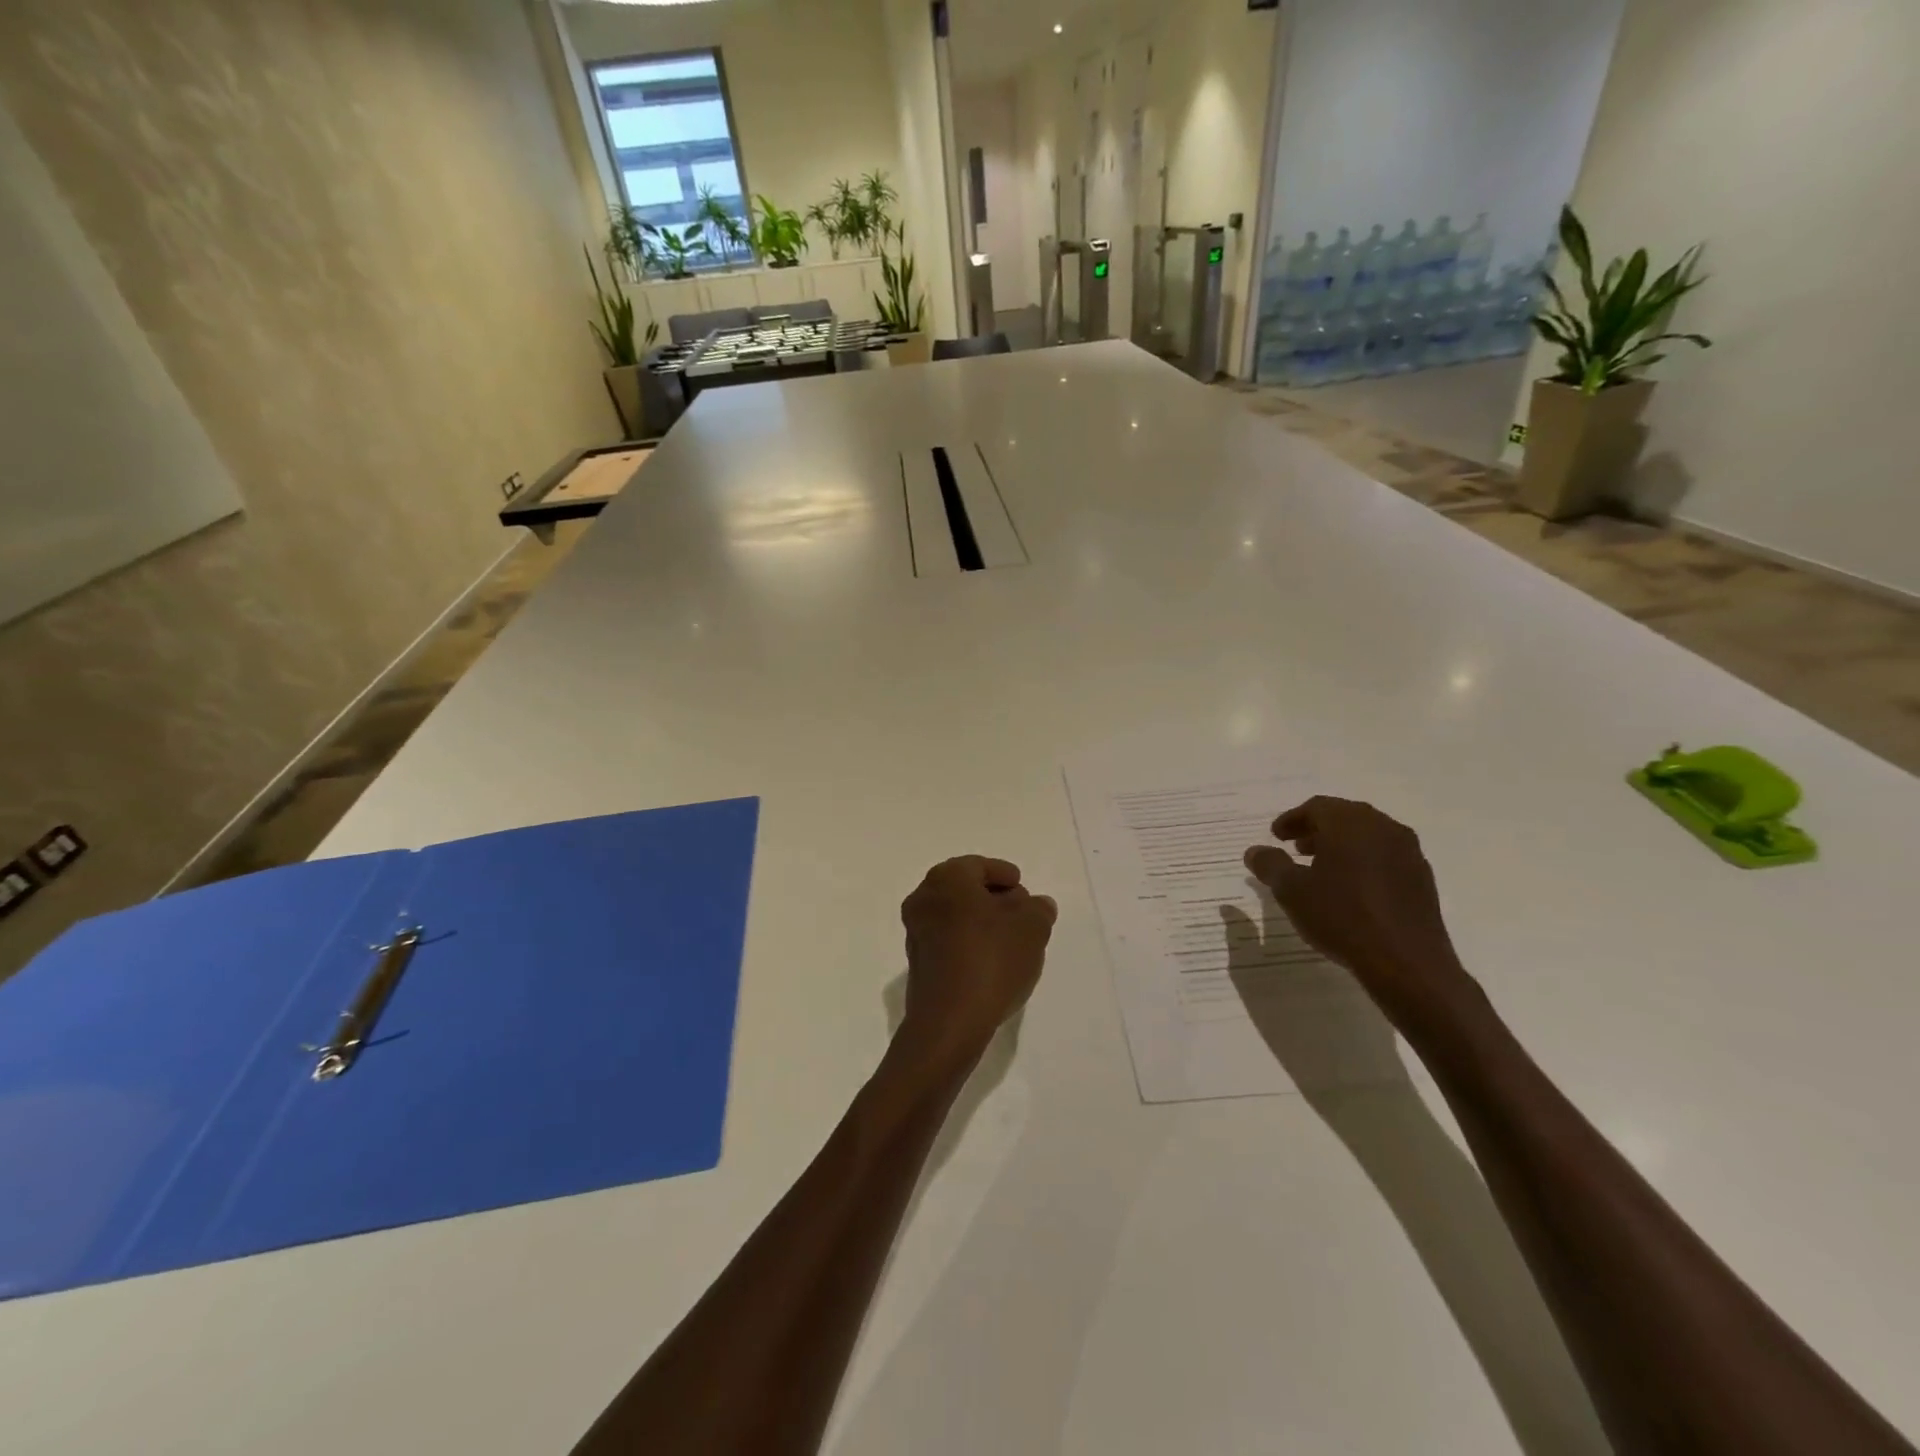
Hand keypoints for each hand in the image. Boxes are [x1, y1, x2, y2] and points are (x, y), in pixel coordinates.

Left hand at [897, 856, 1056, 1072]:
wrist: (950, 1021)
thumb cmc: (992, 959)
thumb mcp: (1032, 928)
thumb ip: (1038, 909)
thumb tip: (1036, 904)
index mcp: (947, 878)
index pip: (979, 866)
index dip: (1005, 875)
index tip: (1023, 888)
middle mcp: (924, 897)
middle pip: (965, 889)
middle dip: (994, 899)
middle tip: (1021, 913)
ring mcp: (915, 931)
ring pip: (955, 915)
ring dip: (981, 921)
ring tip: (1011, 940)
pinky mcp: (917, 962)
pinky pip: (948, 939)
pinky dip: (968, 941)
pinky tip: (991, 960)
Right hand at [1244, 797, 1475, 1030]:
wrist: (1407, 962)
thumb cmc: (1342, 917)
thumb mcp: (1292, 891)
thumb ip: (1270, 865)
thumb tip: (1255, 851)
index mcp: (1350, 823)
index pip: (1316, 807)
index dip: (1292, 819)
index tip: (1276, 836)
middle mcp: (1383, 828)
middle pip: (1344, 817)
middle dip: (1317, 830)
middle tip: (1295, 848)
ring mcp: (1408, 852)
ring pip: (1368, 836)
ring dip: (1342, 846)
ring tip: (1321, 869)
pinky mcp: (1422, 878)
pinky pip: (1386, 857)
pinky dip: (1364, 862)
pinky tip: (1352, 889)